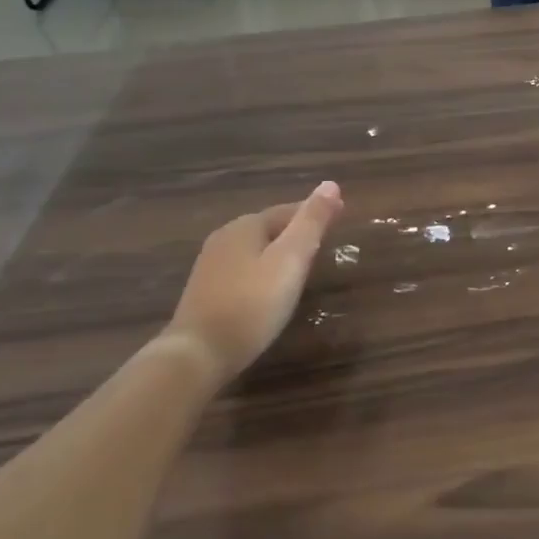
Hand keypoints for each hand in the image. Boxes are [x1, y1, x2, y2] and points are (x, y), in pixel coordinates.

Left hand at [165, 182, 343, 374]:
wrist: (198, 354)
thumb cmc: (252, 304)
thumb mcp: (290, 260)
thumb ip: (311, 222)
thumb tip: (331, 184)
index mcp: (245, 226)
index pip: (288, 210)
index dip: (315, 213)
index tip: (340, 218)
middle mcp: (224, 238)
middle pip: (270, 228)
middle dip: (296, 232)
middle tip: (325, 243)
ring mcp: (210, 266)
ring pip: (255, 250)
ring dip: (279, 253)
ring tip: (303, 267)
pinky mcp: (205, 292)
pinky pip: (243, 271)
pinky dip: (263, 272)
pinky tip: (271, 290)